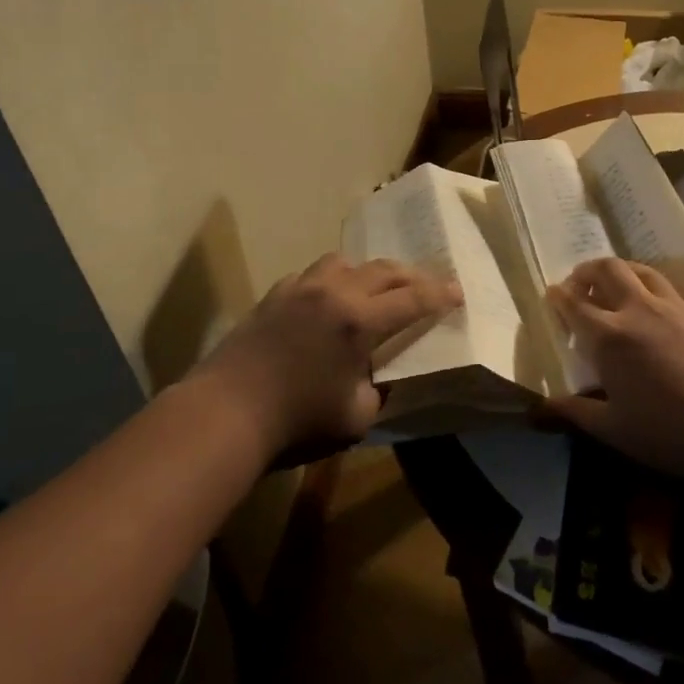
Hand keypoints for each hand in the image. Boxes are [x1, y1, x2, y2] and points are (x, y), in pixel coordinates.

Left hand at [186, 253, 461, 456]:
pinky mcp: (274, 295)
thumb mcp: (356, 418)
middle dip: (413, 276)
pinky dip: (332, 280)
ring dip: (369, 271)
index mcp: (359, 320)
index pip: (412, 299)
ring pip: (344, 262)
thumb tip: (378, 377)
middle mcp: (333, 292)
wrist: (225, 412)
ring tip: (377, 287)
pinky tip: (329, 300)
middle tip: (429, 286)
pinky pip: (312, 275)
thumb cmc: (296, 421)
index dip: (440, 295)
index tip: (458, 292)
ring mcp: (299, 288)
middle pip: (383, 270)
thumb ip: (377, 391)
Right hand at [546, 258, 683, 483]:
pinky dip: (649, 286)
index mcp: (609, 336)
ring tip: (614, 285)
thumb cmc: (671, 430)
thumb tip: (542, 406)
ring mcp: (673, 307)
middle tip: (579, 284)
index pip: (574, 304)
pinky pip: (666, 287)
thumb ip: (576, 413)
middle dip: (586, 271)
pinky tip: (654, 309)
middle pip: (607, 270)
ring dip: (620, 271)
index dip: (558, 296)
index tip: (551, 294)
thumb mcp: (615, 430)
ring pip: (640, 270)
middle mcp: (637, 310)